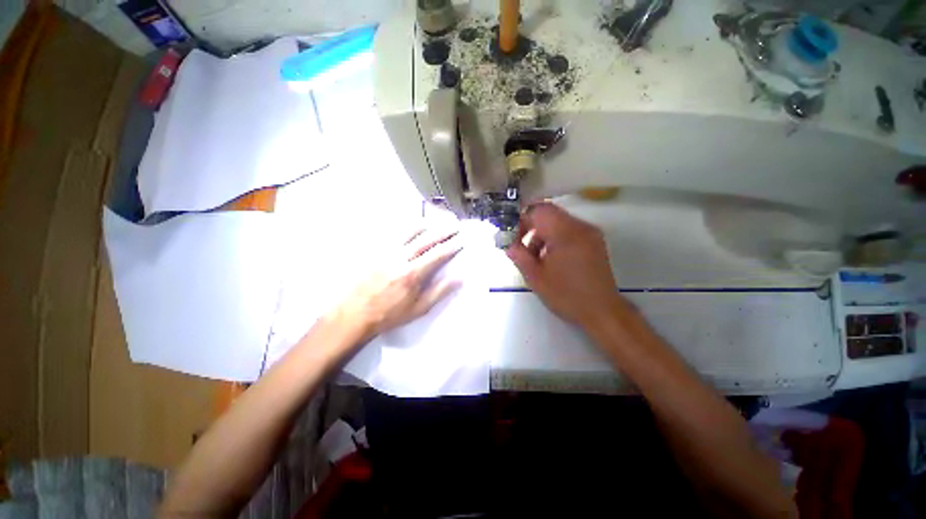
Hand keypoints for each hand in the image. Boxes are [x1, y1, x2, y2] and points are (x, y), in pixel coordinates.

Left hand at [332, 226, 462, 342]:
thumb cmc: (390, 314)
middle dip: (442, 230)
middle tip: (454, 224)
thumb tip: (459, 278)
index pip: (437, 254)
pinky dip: (405, 227)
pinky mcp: (375, 251)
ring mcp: (385, 252)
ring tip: (436, 219)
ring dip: (425, 223)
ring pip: (408, 231)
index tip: (462, 239)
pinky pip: (392, 234)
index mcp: (412, 274)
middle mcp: (400, 258)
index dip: (451, 245)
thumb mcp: (419, 308)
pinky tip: (411, 225)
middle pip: (425, 238)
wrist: (354, 314)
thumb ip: (439, 292)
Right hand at [506, 203, 629, 329]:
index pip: (539, 210)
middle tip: (520, 245)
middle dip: (531, 226)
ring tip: (534, 257)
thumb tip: (507, 244)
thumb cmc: (566, 295)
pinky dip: (555, 238)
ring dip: (542, 234)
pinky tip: (550, 258)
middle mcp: (580, 227)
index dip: (522, 218)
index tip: (512, 235)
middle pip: (549, 214)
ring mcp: (590, 233)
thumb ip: (519, 256)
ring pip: (558, 222)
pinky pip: (569, 230)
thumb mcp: (535, 277)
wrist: (602, 312)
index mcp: (565, 234)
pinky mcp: (594, 241)